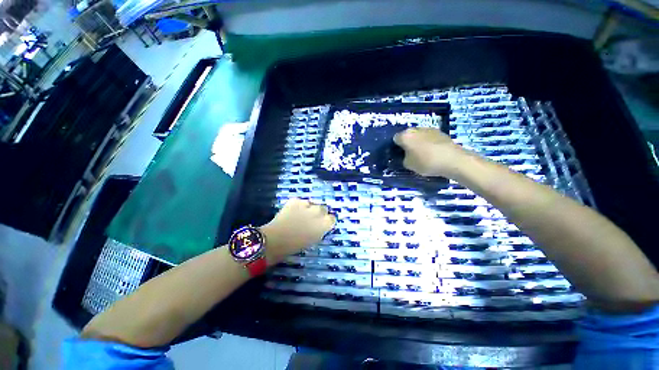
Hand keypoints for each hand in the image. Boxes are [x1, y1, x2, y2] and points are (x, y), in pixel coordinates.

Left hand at [259, 199, 335, 264]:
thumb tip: (321, 225)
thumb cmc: (295, 245)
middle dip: (319, 212)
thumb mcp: (314, 240)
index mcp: (324, 223)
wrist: (275, 240)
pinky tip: (292, 212)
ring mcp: (306, 204)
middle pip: (324, 208)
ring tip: (300, 215)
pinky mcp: (295, 200)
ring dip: (309, 208)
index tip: (322, 224)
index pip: (332, 218)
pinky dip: (298, 205)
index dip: (327, 221)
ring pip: (312, 203)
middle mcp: (318, 211)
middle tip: (311, 219)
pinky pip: (300, 201)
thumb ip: (320, 230)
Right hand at [393, 128, 466, 177]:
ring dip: (418, 142)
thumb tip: (406, 155)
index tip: (400, 154)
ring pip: (419, 135)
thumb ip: (403, 158)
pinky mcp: (441, 132)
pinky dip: (429, 143)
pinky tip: (433, 152)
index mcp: (405, 136)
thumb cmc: (426, 162)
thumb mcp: (408, 165)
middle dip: (408, 143)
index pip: (395, 139)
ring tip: (423, 154)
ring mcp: (429, 129)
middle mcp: (416, 129)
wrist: (453, 160)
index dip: (396, 147)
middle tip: (410, 154)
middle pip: (408, 135)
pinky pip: (429, 137)